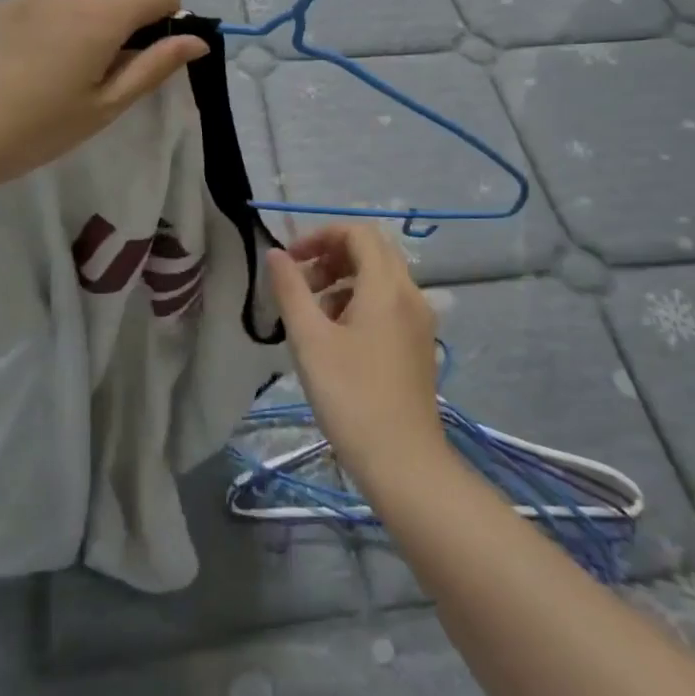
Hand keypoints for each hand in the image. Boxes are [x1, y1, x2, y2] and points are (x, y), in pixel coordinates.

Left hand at [0, 0, 206, 194]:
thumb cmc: (36, 130)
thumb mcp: (104, 107)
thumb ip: (154, 67)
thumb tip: (197, 41)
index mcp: (100, 17)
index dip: (167, 17)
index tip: (145, 56)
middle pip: (113, 2)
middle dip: (116, 35)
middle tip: (89, 88)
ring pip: (73, 9)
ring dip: (77, 36)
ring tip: (46, 85)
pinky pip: (37, 14)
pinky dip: (42, 36)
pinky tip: (14, 75)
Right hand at [268, 223, 446, 488]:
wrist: (403, 463)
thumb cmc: (350, 396)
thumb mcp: (310, 339)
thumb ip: (291, 289)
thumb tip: (275, 253)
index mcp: (387, 286)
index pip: (358, 232)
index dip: (321, 235)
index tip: (291, 259)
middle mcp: (410, 294)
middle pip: (372, 250)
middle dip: (331, 255)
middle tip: (300, 281)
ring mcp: (419, 321)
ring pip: (380, 278)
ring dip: (343, 279)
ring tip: (311, 312)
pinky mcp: (418, 344)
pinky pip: (388, 303)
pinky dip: (359, 301)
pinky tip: (335, 336)